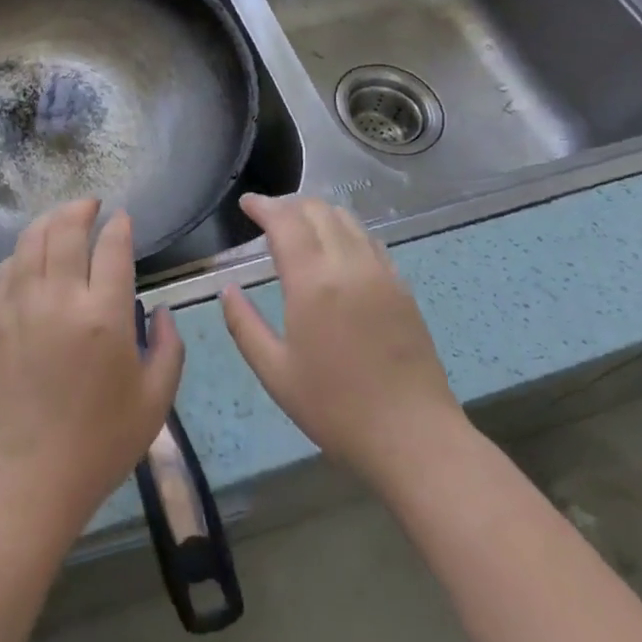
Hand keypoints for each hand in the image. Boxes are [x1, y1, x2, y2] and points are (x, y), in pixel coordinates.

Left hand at [0, 200, 184, 539]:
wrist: (30, 477)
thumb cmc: (101, 443)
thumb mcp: (156, 399)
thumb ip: (170, 347)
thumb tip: (164, 310)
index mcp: (105, 315)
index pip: (112, 247)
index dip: (119, 225)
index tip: (123, 218)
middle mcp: (61, 298)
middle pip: (67, 229)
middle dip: (81, 208)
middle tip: (92, 205)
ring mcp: (22, 305)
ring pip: (32, 240)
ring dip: (49, 220)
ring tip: (63, 217)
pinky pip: (5, 268)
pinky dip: (20, 251)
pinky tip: (30, 254)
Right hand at [221, 194, 464, 491]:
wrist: (414, 438)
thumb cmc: (335, 408)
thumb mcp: (275, 373)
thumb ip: (243, 325)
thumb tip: (227, 290)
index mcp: (313, 282)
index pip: (285, 221)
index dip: (263, 206)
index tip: (246, 203)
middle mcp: (349, 265)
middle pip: (317, 210)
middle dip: (288, 204)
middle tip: (266, 216)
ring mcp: (381, 273)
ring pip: (347, 219)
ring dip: (317, 213)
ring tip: (298, 227)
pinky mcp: (401, 287)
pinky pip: (369, 240)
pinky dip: (345, 230)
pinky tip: (336, 249)